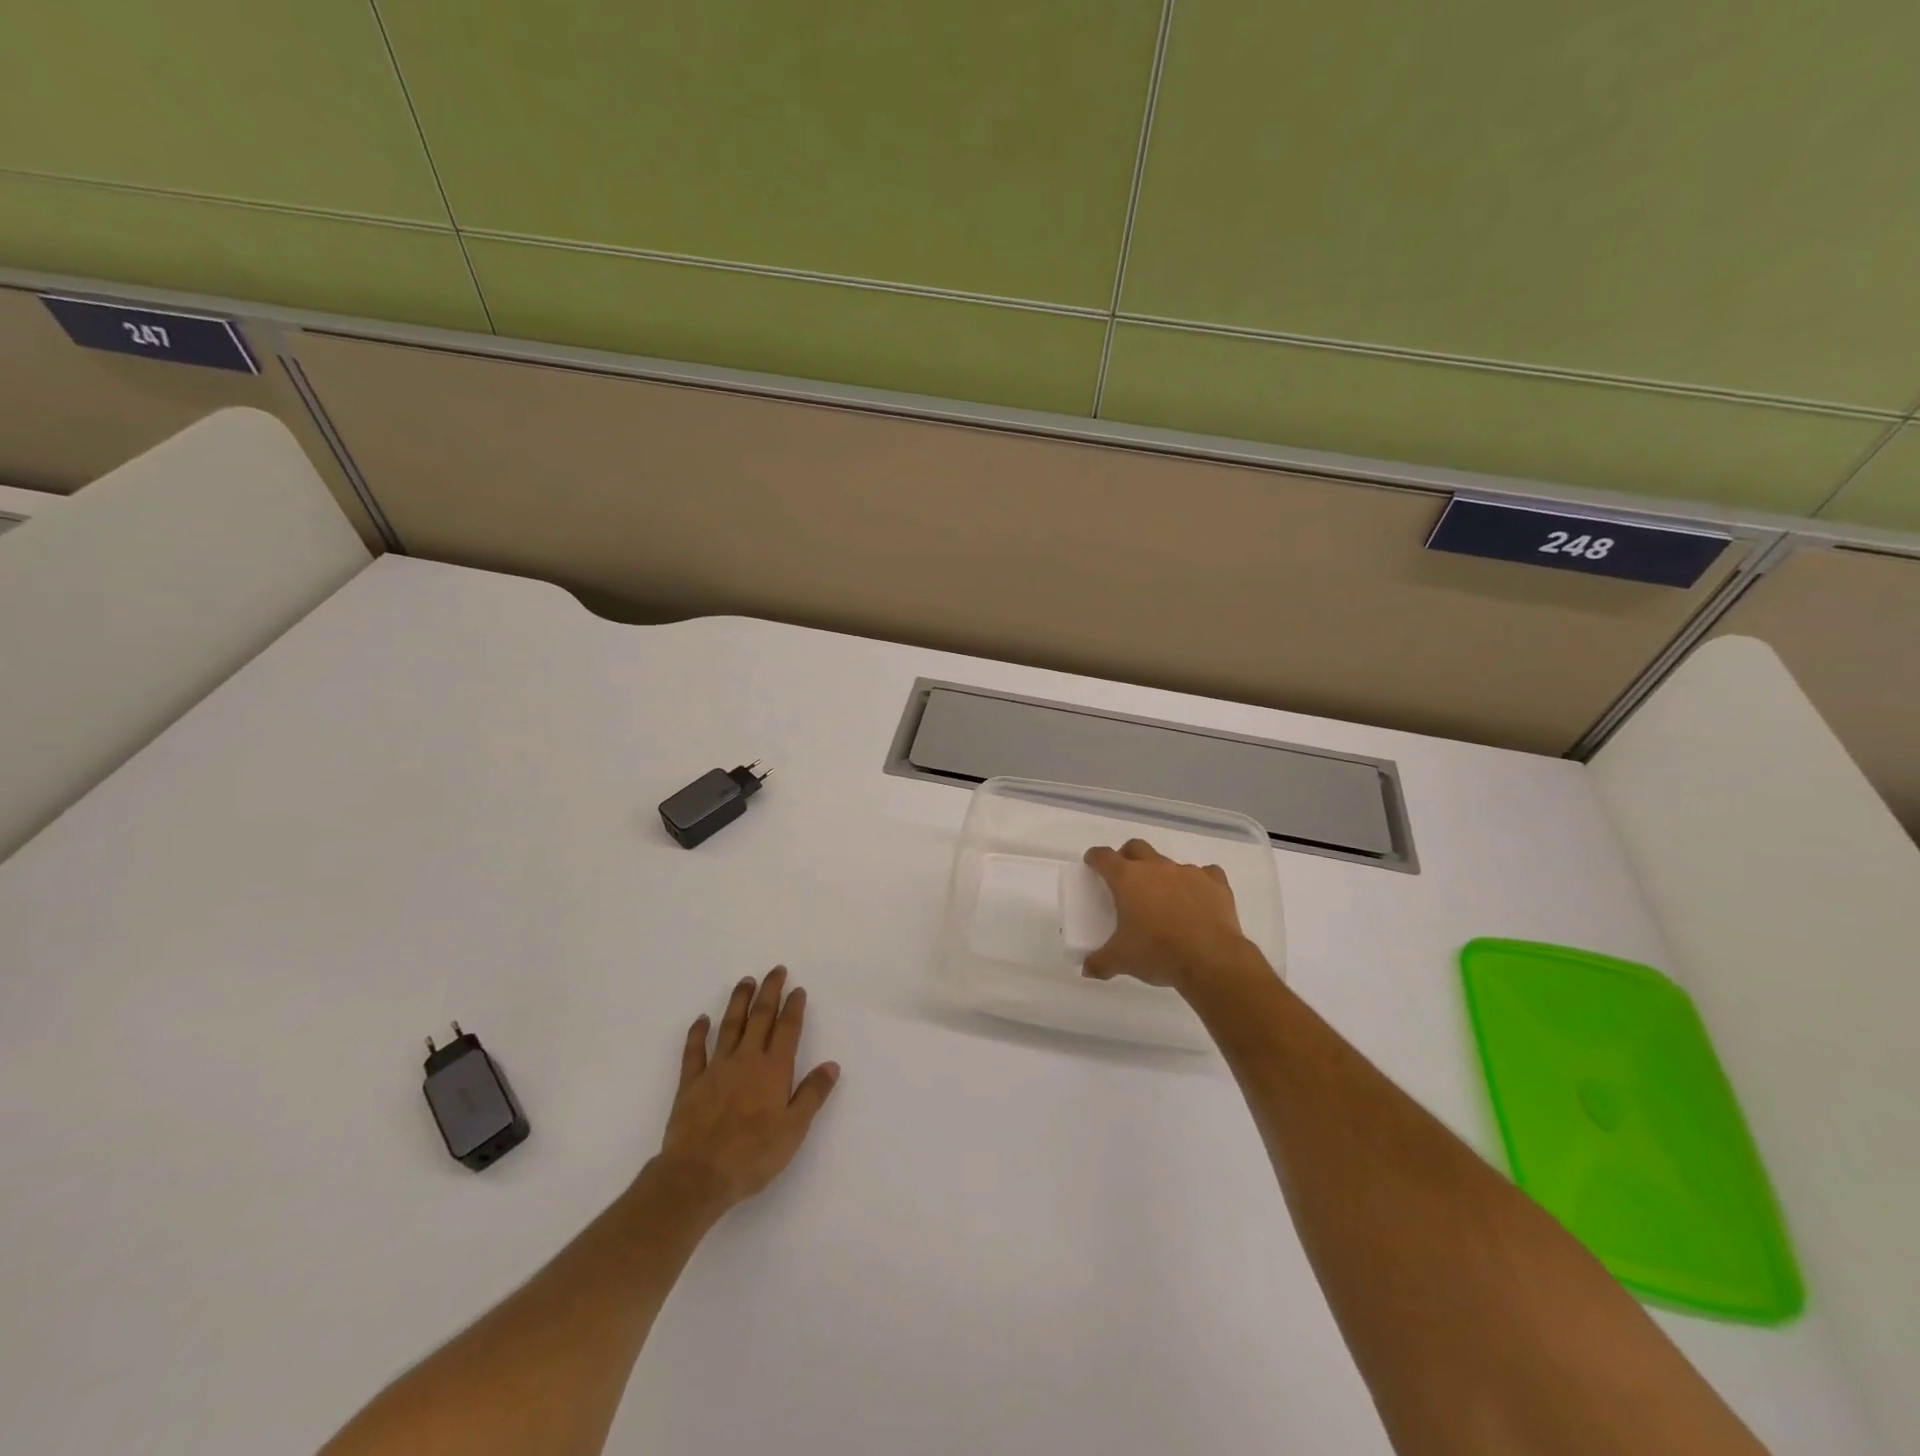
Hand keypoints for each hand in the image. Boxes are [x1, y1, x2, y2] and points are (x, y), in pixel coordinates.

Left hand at [656, 967, 839, 1212]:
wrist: (699, 1175)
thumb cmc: (753, 1155)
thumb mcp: (794, 1130)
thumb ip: (812, 1094)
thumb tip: (831, 1065)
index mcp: (774, 1070)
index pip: (787, 1029)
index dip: (793, 1007)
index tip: (797, 989)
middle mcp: (746, 1060)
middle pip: (760, 1017)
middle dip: (769, 992)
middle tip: (775, 970)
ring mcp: (716, 1069)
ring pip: (729, 1025)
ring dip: (739, 1001)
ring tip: (746, 981)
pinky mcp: (691, 1083)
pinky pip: (694, 1051)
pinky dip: (698, 1033)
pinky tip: (702, 1019)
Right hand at [1082, 839, 1265, 993]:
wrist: (1211, 959)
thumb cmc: (1158, 952)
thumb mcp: (1121, 961)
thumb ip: (1100, 962)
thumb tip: (1087, 969)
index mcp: (1128, 879)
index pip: (1104, 857)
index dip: (1095, 858)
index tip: (1092, 863)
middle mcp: (1156, 867)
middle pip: (1136, 847)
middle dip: (1128, 856)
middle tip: (1126, 878)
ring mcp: (1188, 872)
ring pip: (1170, 863)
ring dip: (1163, 875)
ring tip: (1165, 899)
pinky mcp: (1216, 883)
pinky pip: (1206, 874)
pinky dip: (1199, 883)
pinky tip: (1199, 899)